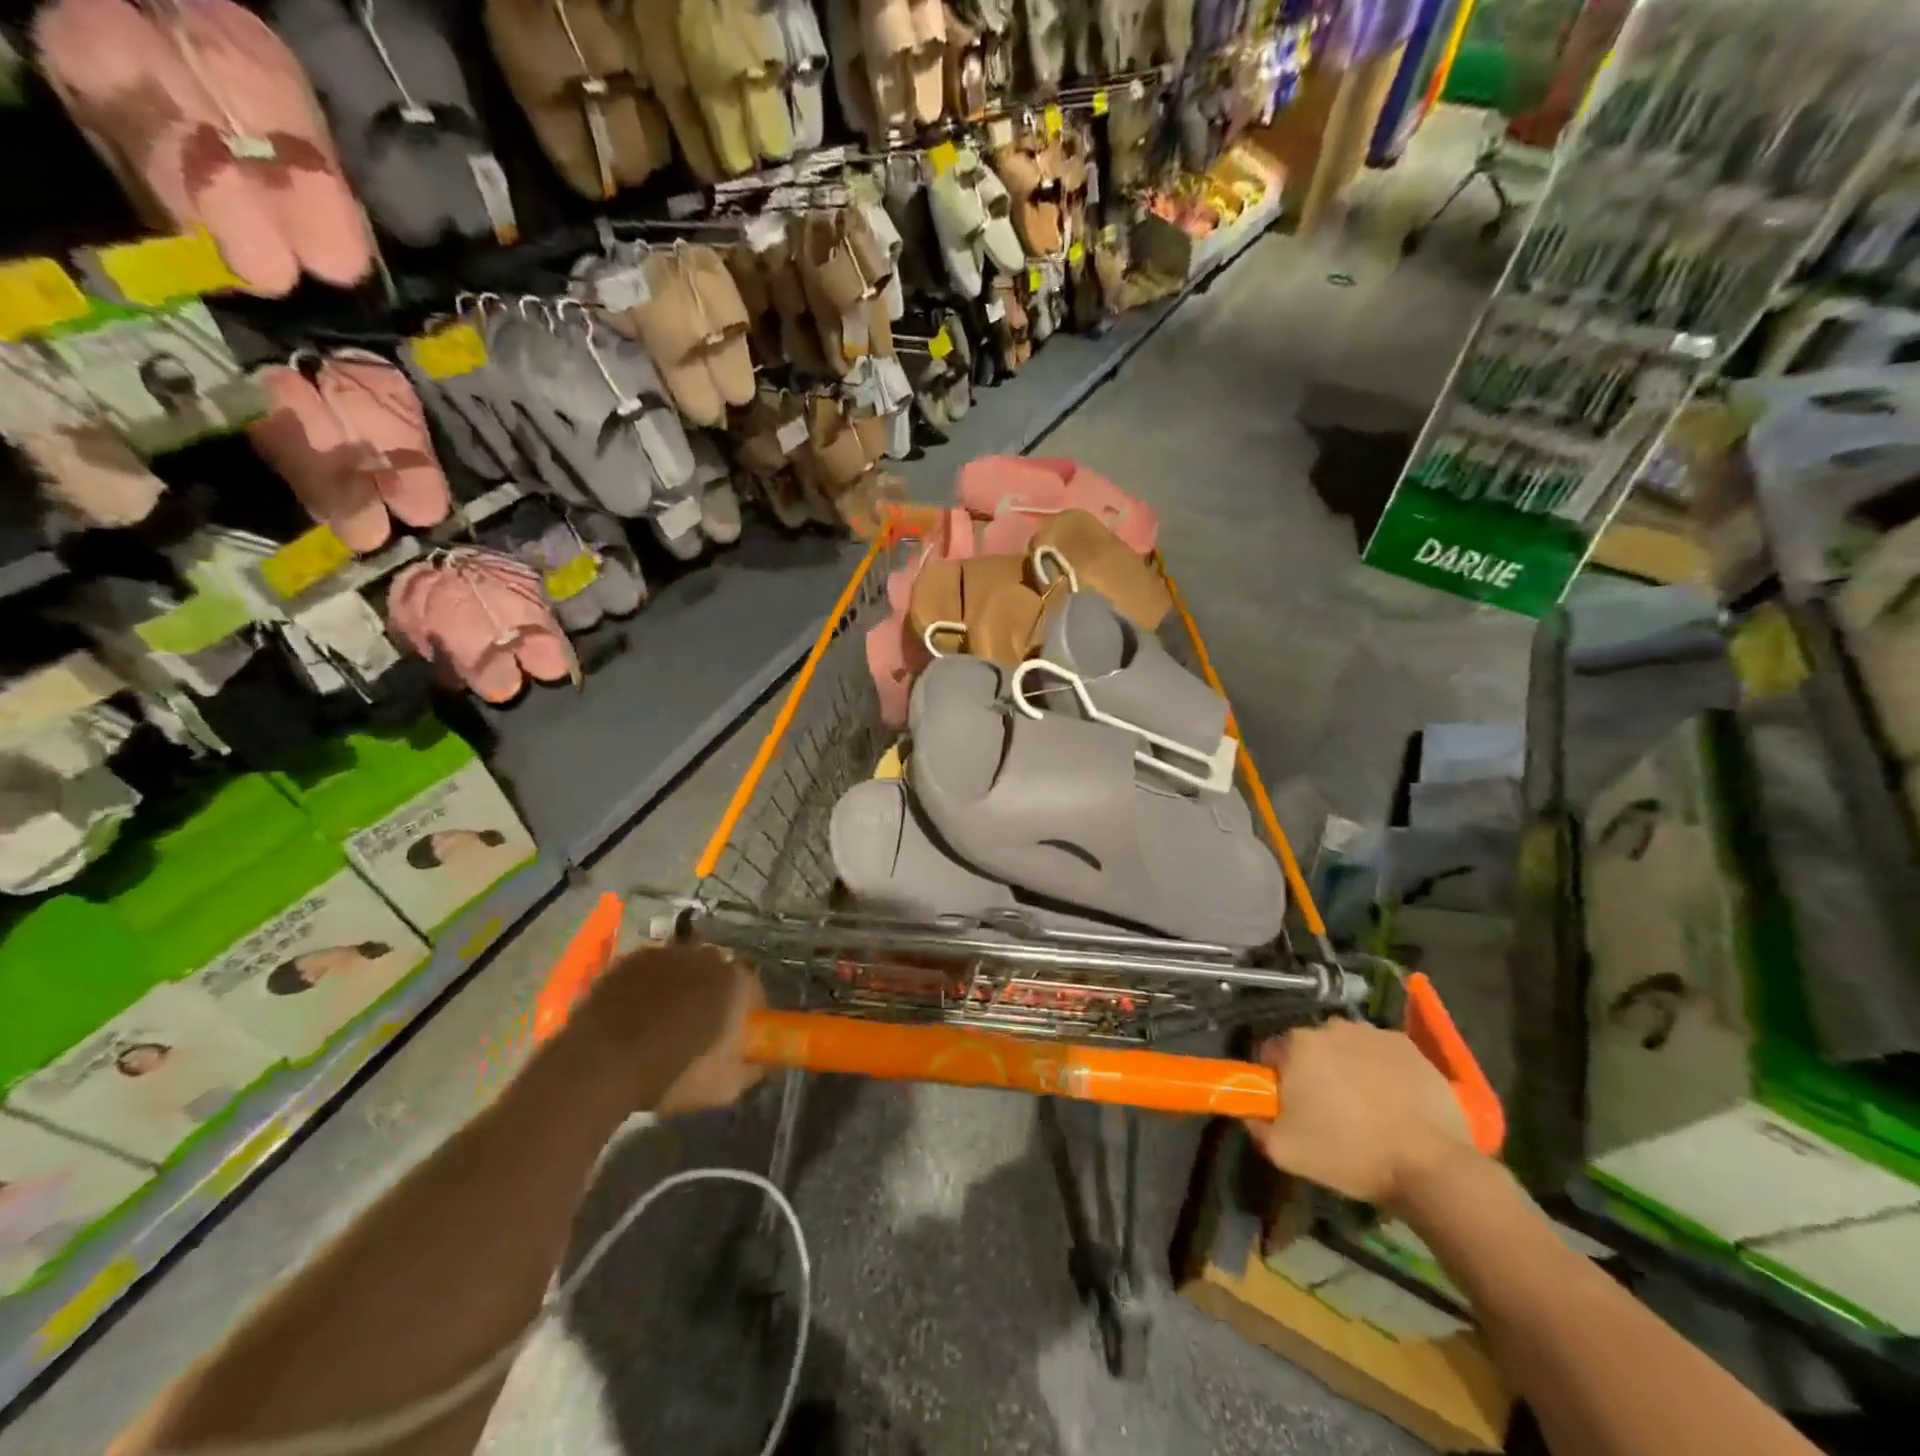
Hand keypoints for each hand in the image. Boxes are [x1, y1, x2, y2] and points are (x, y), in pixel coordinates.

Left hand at [568, 943, 764, 1115]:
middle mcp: (705, 955)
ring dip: (679, 988)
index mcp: (736, 980)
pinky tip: (634, 1015)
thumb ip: (752, 1069)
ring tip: (661, 1023)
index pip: (754, 992)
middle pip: (717, 975)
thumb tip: (760, 1062)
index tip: (736, 1039)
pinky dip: (646, 987)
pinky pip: (648, 971)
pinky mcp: (628, 959)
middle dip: (712, 996)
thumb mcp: (726, 1087)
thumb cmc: (673, 1073)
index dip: (747, 1016)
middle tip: (698, 1029)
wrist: (600, 1066)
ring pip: (682, 969)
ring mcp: (664, 953)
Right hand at [1242, 1019, 1476, 1209]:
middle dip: (1314, 1072)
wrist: (1430, 1166)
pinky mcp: (1408, 1045)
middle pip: (1310, 1047)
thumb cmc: (1349, 1153)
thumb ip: (1256, 1125)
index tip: (1291, 1107)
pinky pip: (1381, 1052)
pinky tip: (1393, 1100)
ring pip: (1346, 1046)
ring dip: (1347, 1067)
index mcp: (1296, 1045)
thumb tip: (1251, 1111)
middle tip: (1329, 1110)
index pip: (1272, 1053)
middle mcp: (1330, 1027)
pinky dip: (1381, 1069)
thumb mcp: (1285, 1151)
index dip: (1278, 1080)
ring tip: (1366, 1106)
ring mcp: (1372, 1032)